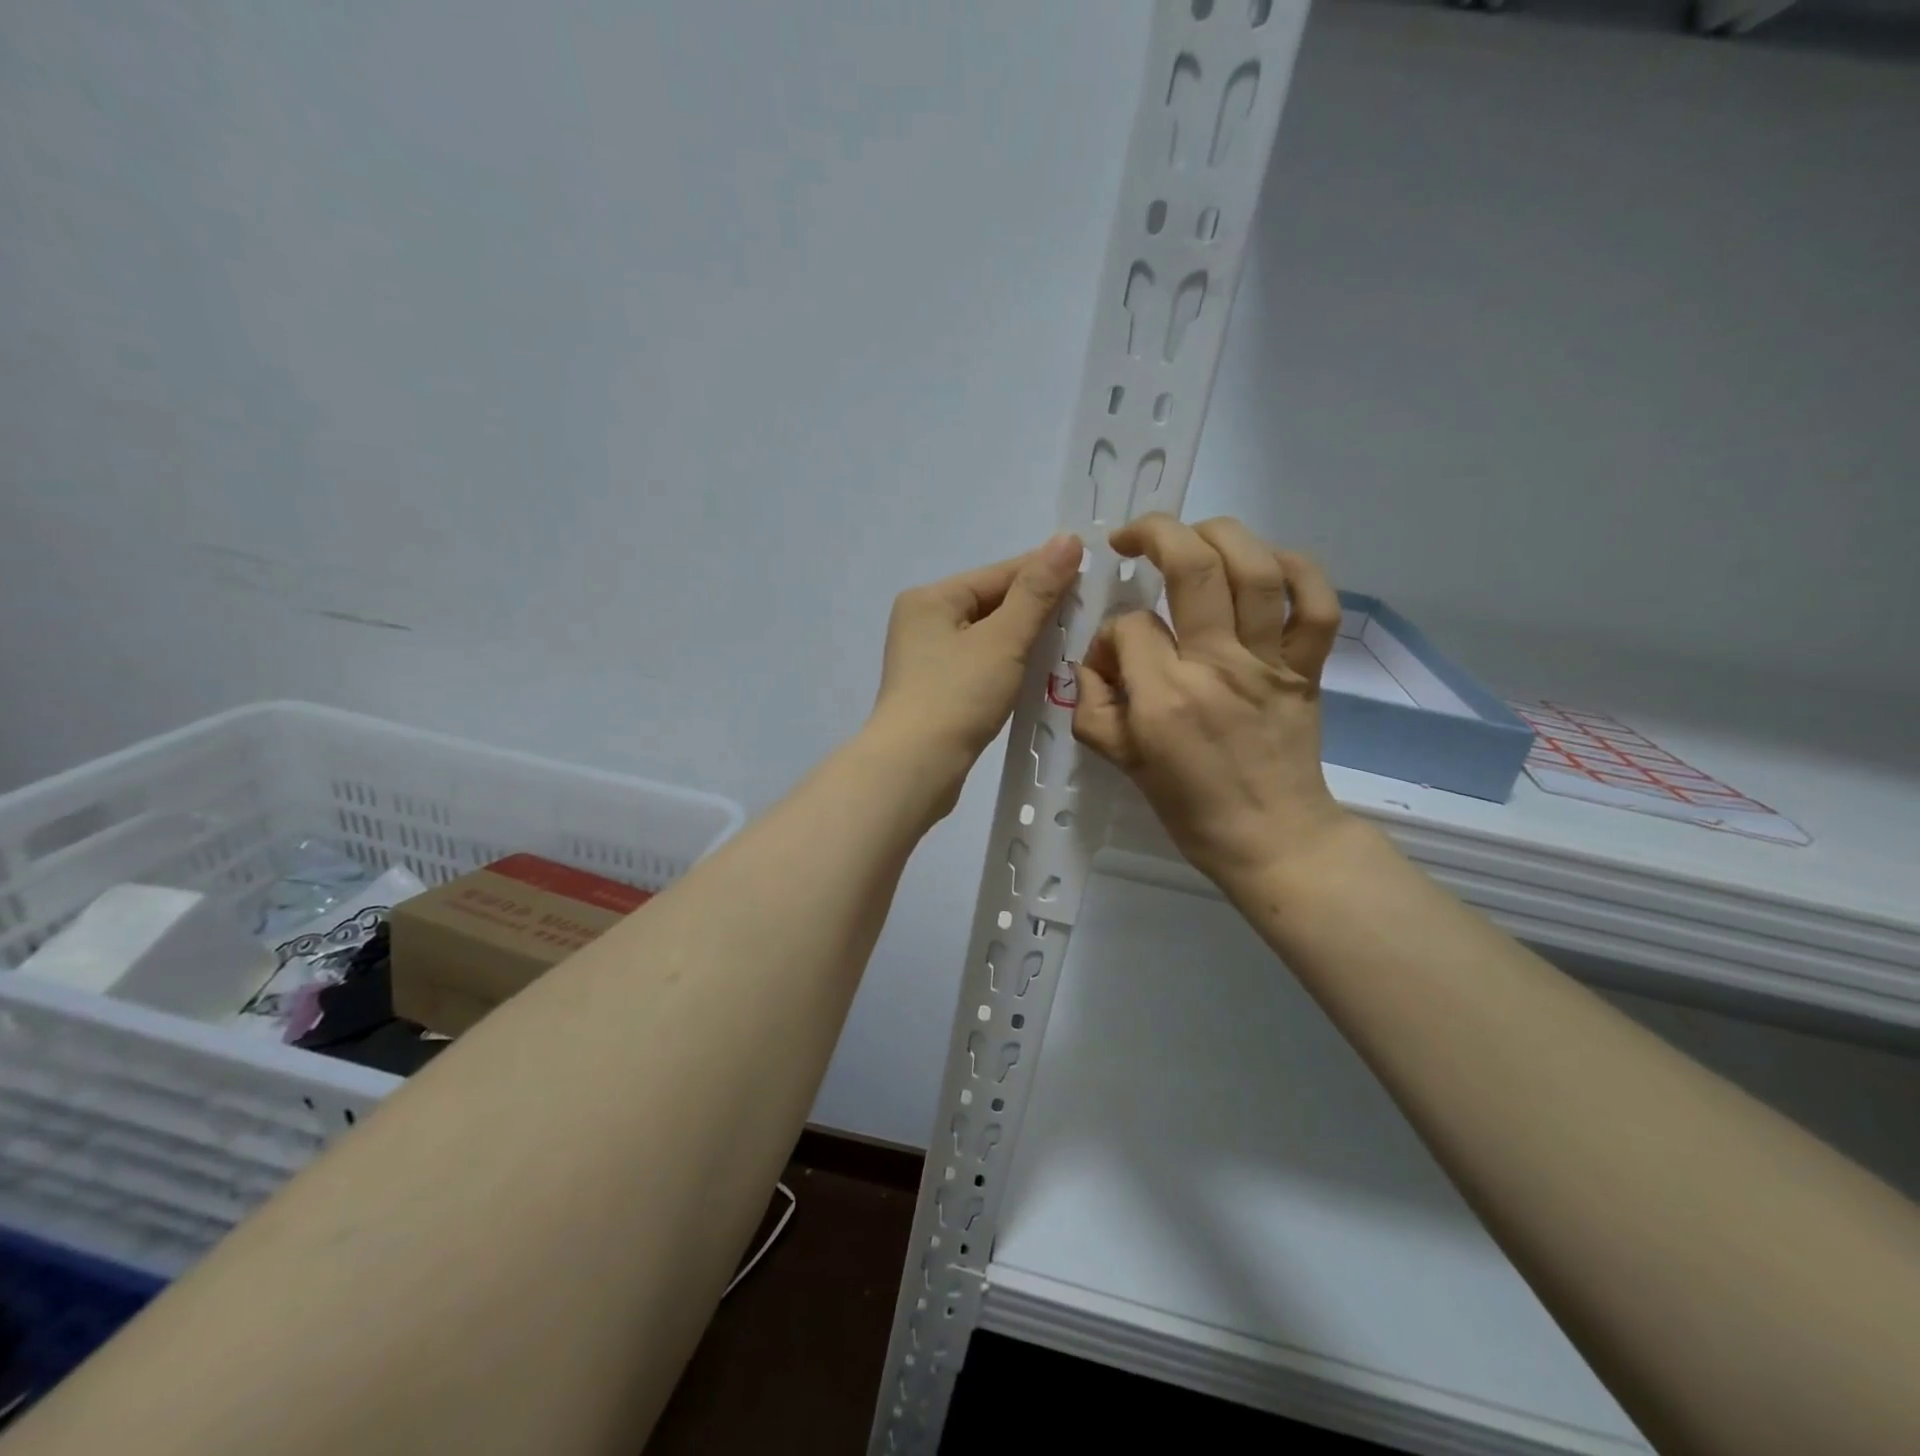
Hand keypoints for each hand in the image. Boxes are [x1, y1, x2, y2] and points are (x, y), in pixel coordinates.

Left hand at [869, 534, 1082, 805]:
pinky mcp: (934, 690)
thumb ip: (1037, 592)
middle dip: (1036, 608)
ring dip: (1024, 638)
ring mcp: (925, 658)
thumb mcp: (1003, 639)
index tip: (1090, 573)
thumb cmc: (958, 696)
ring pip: (987, 636)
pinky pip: (979, 663)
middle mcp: (922, 621)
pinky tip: (1035, 670)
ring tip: (1068, 641)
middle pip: (991, 603)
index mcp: (931, 598)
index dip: (1046, 572)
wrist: (915, 768)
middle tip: (1086, 612)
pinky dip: (1007, 664)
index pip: (999, 573)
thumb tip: (1067, 539)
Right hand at [1072, 514, 1349, 888]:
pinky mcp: (1307, 668)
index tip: (1113, 656)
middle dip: (1156, 533)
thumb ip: (1094, 706)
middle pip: (1193, 568)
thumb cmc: (1190, 807)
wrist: (1271, 838)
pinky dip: (1299, 569)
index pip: (1129, 626)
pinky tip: (1267, 563)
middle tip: (1132, 537)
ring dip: (1221, 533)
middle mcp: (1217, 666)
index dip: (1111, 632)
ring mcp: (1269, 663)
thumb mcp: (1122, 762)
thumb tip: (1096, 660)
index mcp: (1165, 696)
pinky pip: (1317, 604)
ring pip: (1256, 570)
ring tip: (1194, 534)